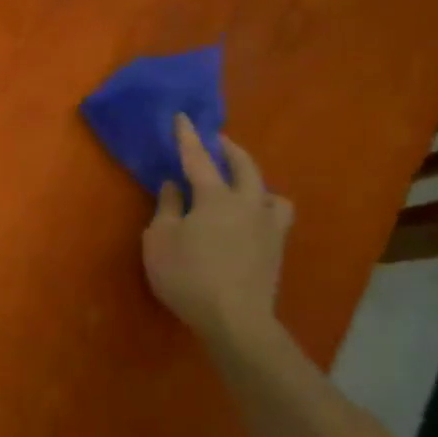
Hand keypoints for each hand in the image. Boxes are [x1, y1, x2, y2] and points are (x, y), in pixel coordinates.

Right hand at [141, 115, 293, 347]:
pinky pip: (277, 218)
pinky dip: (266, 209)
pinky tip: (254, 220)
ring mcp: (268, 228)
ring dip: (257, 182)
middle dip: (230, 150)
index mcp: (215, 197)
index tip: (183, 117)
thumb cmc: (188, 275)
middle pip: (245, 167)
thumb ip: (167, 208)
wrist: (235, 319)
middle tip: (217, 141)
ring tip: (244, 185)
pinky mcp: (277, 250)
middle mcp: (248, 204)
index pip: (199, 159)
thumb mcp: (160, 240)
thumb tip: (174, 186)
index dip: (188, 137)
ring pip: (271, 193)